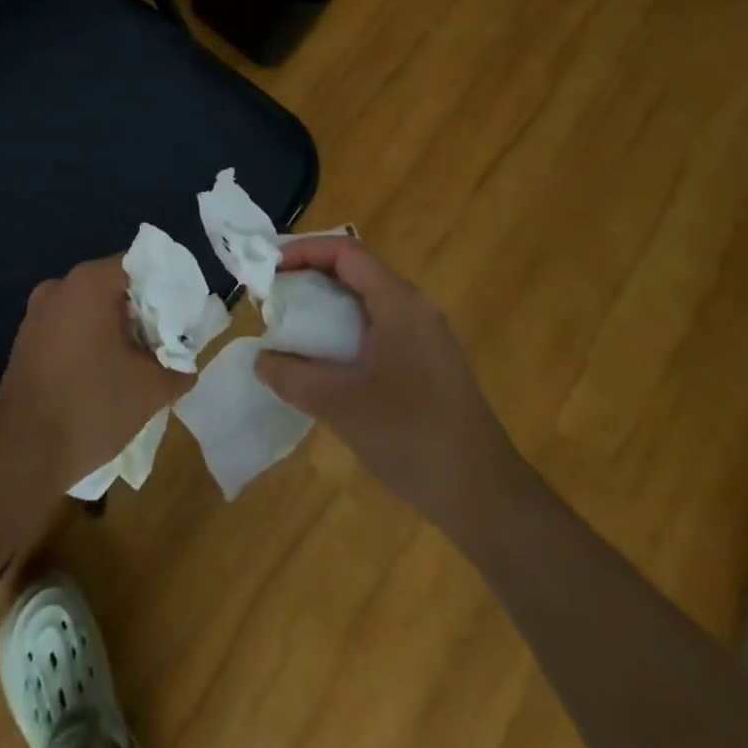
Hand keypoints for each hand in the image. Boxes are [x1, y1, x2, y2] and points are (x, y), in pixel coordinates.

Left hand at [0, 256, 193, 493]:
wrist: (23, 453)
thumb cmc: (92, 406)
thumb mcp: (151, 388)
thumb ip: (178, 367)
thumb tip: (186, 364)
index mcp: (90, 283)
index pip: (138, 265)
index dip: (164, 288)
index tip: (181, 317)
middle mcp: (60, 286)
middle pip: (113, 285)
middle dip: (141, 310)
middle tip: (165, 341)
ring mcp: (37, 312)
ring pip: (89, 307)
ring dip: (114, 327)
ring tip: (138, 361)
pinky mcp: (25, 339)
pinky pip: (68, 326)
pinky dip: (89, 340)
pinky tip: (103, 373)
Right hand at [254, 236, 521, 536]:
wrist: (486, 497)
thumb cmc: (412, 438)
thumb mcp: (340, 405)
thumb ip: (293, 377)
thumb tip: (261, 360)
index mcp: (399, 304)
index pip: (346, 252)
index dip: (304, 250)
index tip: (269, 267)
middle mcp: (416, 309)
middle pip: (357, 270)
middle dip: (312, 274)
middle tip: (274, 292)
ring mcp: (427, 336)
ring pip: (369, 300)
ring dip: (329, 302)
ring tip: (293, 322)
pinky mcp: (430, 363)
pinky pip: (380, 325)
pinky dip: (347, 327)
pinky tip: (328, 358)